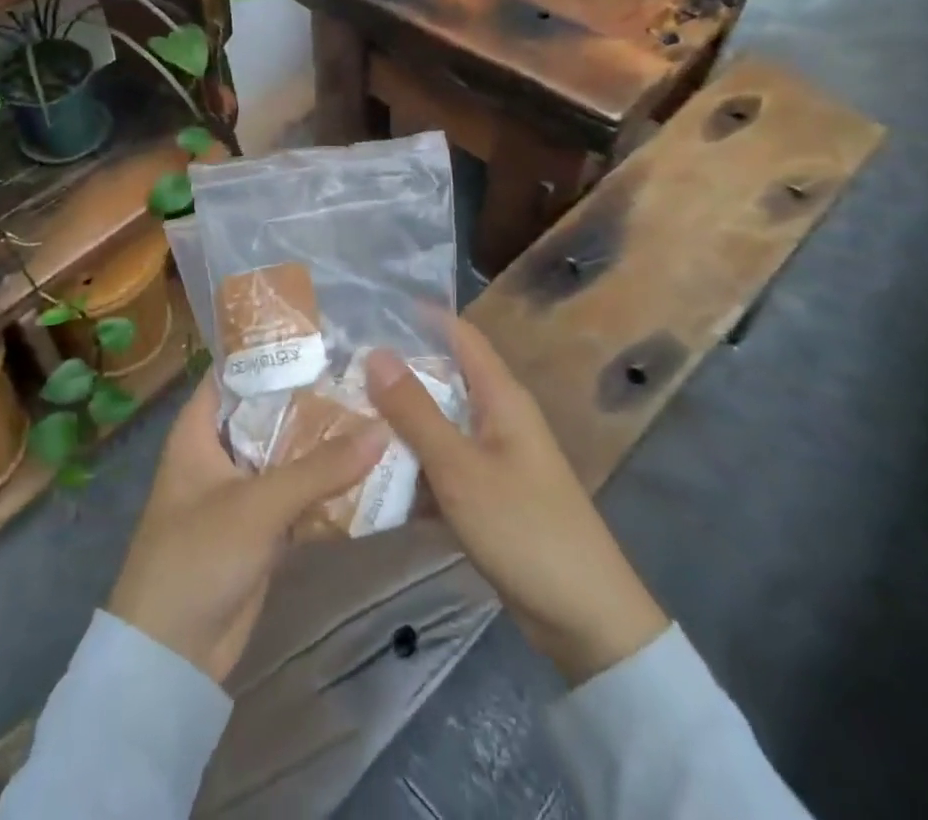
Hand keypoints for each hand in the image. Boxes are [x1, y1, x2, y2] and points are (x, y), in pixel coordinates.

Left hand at [108, 376, 387, 683]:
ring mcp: (242, 489)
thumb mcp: (258, 505)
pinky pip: (298, 491)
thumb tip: (381, 429)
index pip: (235, 370)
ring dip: (324, 439)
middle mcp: (220, 450)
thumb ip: (320, 468)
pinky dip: (326, 481)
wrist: (171, 657)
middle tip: (365, 369)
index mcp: (199, 429)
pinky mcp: (262, 526)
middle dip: (312, 395)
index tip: (323, 333)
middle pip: (270, 410)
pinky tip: (369, 464)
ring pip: (288, 450)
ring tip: (377, 407)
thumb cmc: (197, 556)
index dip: (272, 349)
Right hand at [365, 318, 667, 684]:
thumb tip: (376, 352)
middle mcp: (498, 417)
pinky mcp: (489, 495)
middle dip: (398, 375)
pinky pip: (443, 466)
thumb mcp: (460, 467)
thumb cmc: (524, 527)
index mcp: (501, 396)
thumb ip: (415, 411)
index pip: (460, 335)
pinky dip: (414, 467)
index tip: (372, 310)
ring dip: (400, 424)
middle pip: (444, 380)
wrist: (585, 619)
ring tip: (345, 417)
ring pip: (439, 426)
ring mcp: (494, 458)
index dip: (422, 317)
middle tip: (342, 370)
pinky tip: (374, 476)